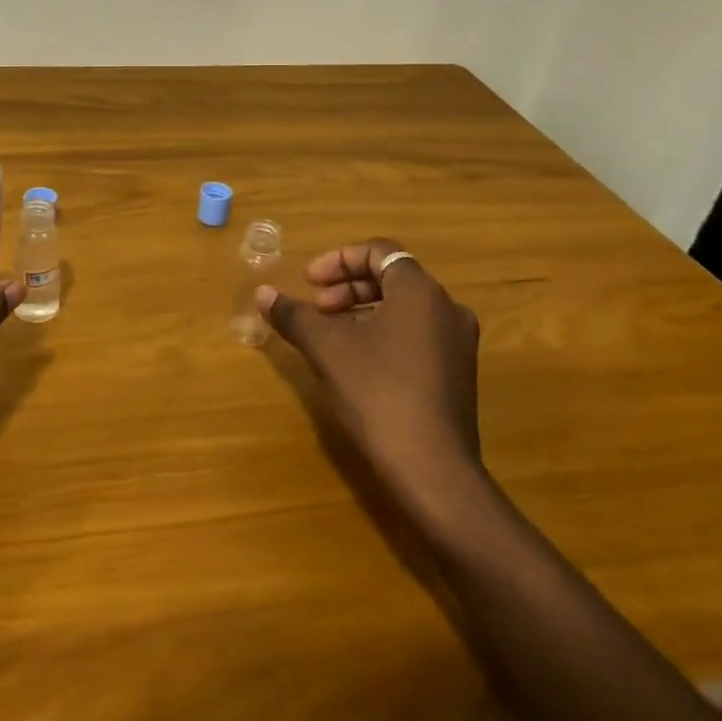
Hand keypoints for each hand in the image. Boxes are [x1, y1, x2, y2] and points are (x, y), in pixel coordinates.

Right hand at [256, 240, 484, 522]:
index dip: (338, 260)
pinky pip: (417, 333)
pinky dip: (384, 333)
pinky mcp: (458, 372)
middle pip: (392, 278)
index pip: (379, 252)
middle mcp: (447, 308)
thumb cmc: (377, 394)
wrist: (432, 469)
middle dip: (347, 287)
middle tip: (316, 309)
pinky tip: (358, 361)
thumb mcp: (327, 349)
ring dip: (362, 310)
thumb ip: (294, 315)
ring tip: (330, 335)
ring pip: (404, 308)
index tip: (308, 282)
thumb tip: (263, 292)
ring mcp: (458, 342)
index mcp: (420, 291)